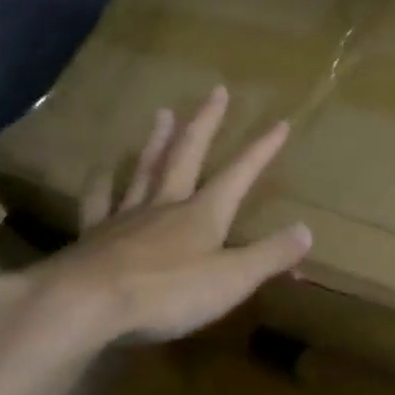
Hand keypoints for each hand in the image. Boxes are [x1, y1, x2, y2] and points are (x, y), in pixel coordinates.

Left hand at [8, 86, 311, 353]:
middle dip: (205, 124)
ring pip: (146, 169)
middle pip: (188, 155)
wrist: (88, 304)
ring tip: (162, 112)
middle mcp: (166, 205)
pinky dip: (102, 184)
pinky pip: (100, 202)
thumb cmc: (168, 293)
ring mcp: (127, 217)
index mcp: (203, 214)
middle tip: (215, 91)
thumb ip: (270, 255)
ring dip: (157, 141)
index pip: (238, 175)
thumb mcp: (232, 279)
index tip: (279, 123)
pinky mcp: (95, 236)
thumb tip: (307, 231)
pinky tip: (101, 171)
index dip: (260, 151)